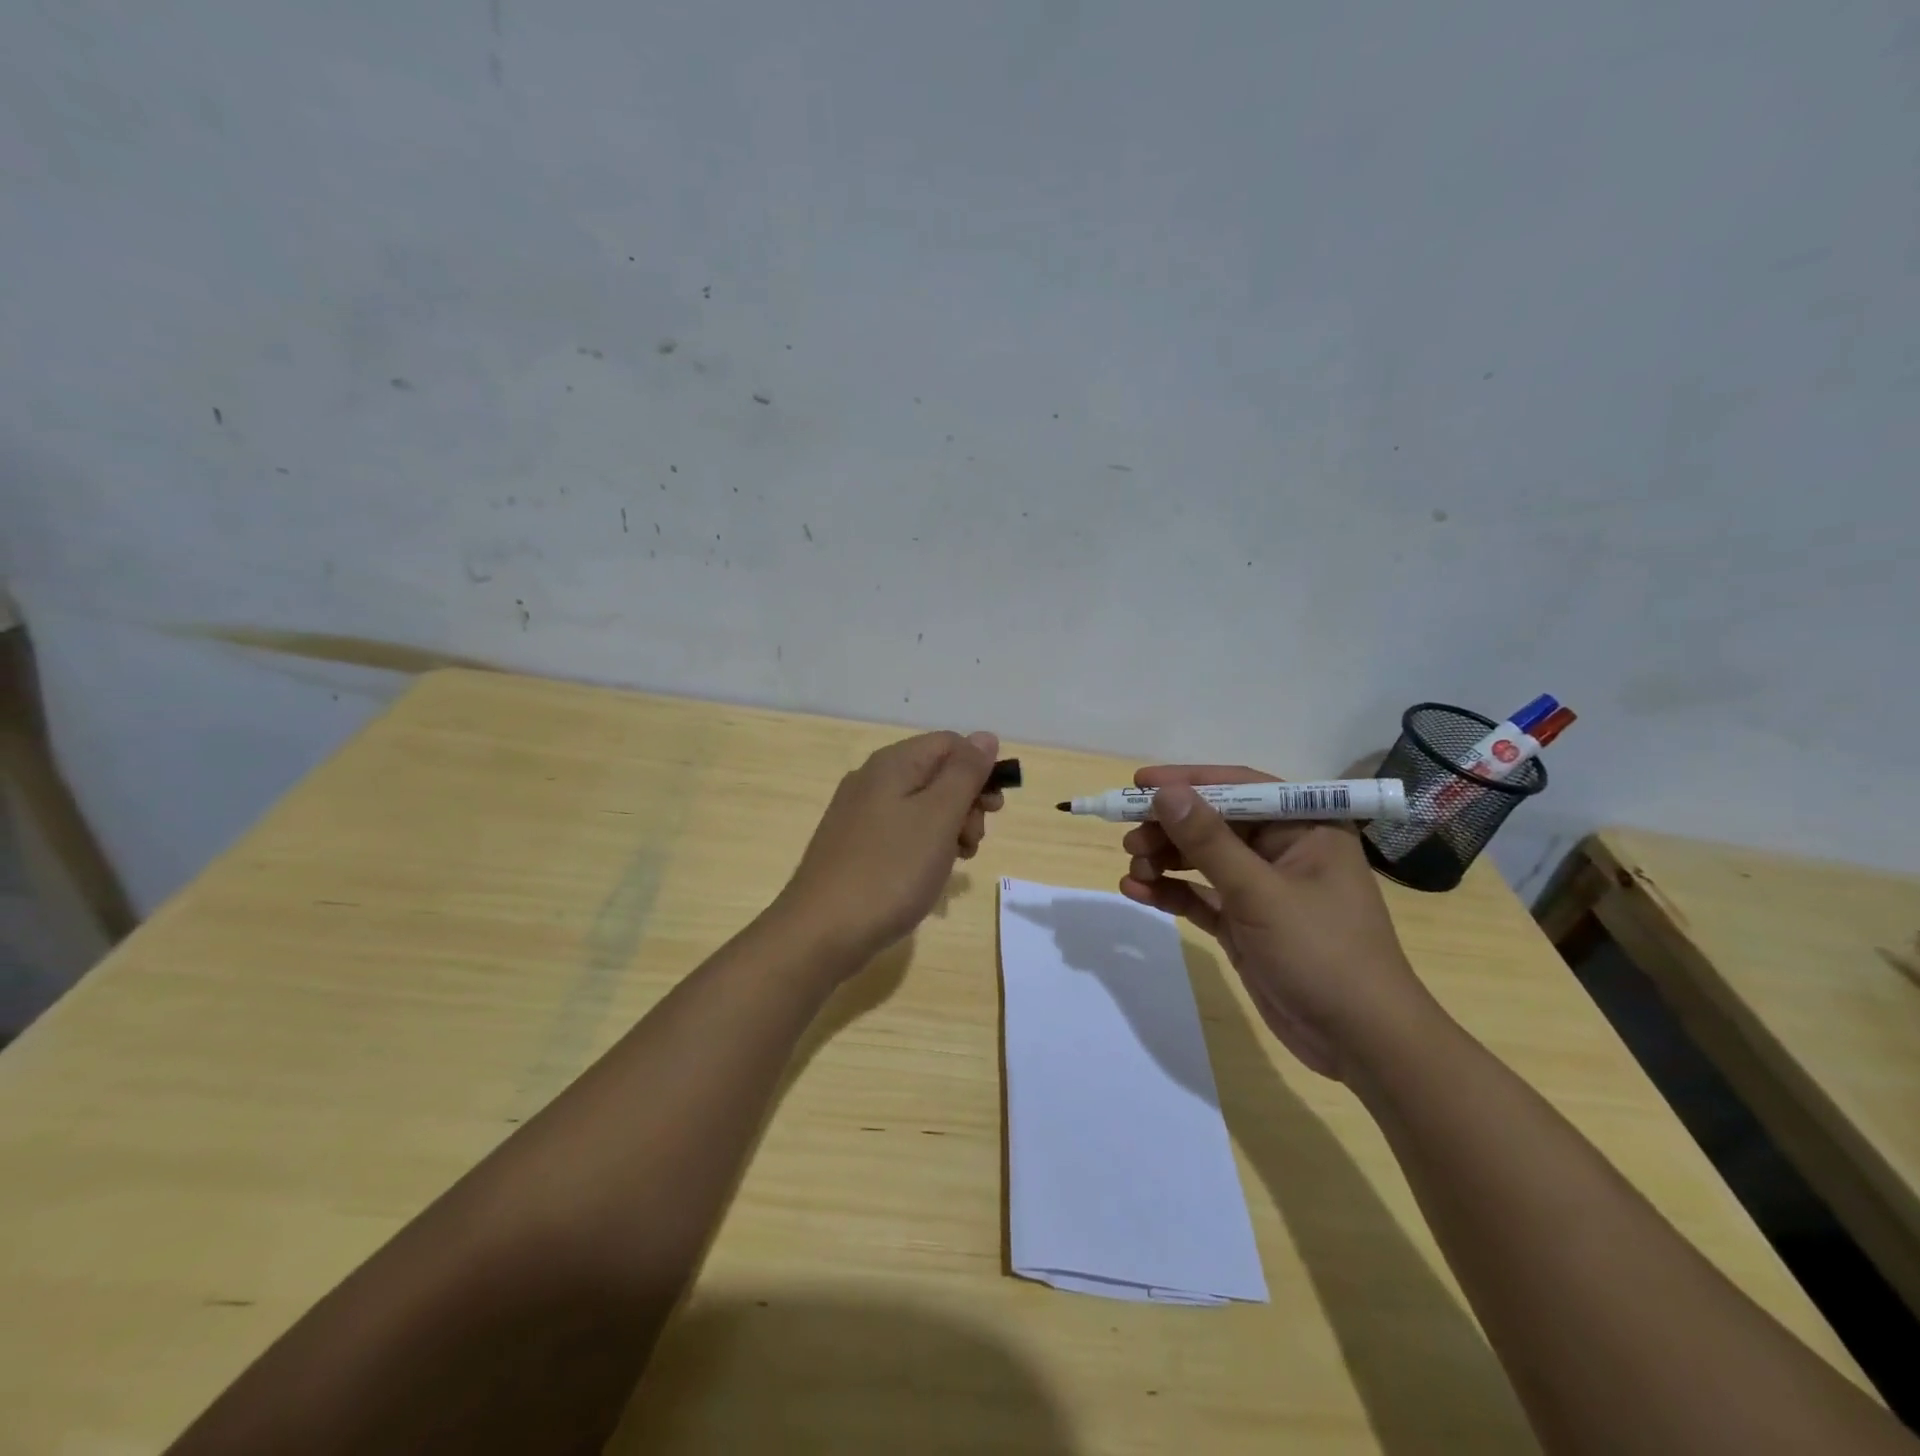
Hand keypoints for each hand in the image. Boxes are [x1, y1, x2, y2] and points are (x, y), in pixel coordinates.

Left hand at [775, 730, 1003, 970]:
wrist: (821, 932)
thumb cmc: (890, 870)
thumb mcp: (938, 817)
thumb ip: (965, 773)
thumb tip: (985, 736)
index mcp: (893, 764)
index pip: (951, 744)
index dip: (980, 770)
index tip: (993, 811)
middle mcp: (872, 779)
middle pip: (937, 774)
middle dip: (966, 804)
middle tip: (972, 842)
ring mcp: (859, 814)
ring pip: (922, 807)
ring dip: (949, 829)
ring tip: (952, 864)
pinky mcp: (854, 846)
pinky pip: (902, 832)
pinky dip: (924, 847)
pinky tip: (927, 875)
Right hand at [1117, 766, 1434, 1079]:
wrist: (1360, 1042)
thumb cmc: (1322, 952)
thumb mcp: (1260, 893)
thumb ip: (1209, 841)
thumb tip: (1166, 793)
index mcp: (1305, 828)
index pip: (1240, 788)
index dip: (1189, 782)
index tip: (1139, 783)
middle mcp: (1283, 850)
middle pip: (1214, 824)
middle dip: (1170, 829)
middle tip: (1128, 838)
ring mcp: (1262, 889)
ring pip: (1202, 860)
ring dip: (1165, 861)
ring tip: (1133, 870)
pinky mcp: (1244, 923)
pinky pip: (1200, 897)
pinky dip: (1170, 893)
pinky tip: (1137, 892)